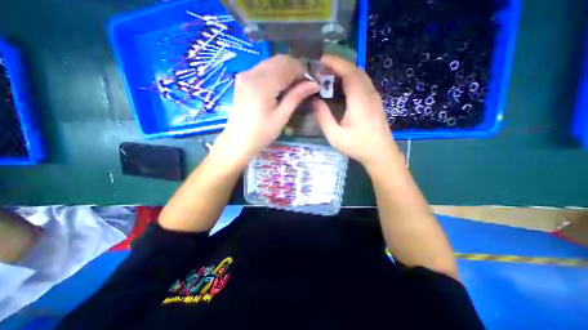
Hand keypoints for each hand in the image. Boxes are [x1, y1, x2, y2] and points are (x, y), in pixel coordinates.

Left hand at [215, 56, 319, 164]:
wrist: (238, 140)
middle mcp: (252, 73)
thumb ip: (296, 96)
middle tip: (304, 83)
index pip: (288, 67)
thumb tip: (314, 84)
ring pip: (270, 62)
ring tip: (294, 85)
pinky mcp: (242, 79)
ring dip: (285, 69)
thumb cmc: (262, 132)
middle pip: (279, 60)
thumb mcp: (282, 116)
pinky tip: (280, 84)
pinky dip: (274, 72)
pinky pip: (262, 68)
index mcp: (263, 85)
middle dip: (295, 68)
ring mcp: (245, 74)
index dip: (303, 71)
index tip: (312, 81)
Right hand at [312, 55, 398, 167]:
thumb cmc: (357, 146)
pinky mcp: (375, 100)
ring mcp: (374, 96)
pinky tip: (340, 86)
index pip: (348, 71)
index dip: (334, 62)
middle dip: (337, 65)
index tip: (319, 59)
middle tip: (320, 69)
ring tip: (328, 75)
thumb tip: (313, 100)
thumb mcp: (335, 135)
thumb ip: (323, 116)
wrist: (381, 154)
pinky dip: (350, 78)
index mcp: (359, 99)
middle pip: (354, 69)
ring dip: (344, 71)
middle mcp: (369, 93)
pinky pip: (362, 82)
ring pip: (360, 74)